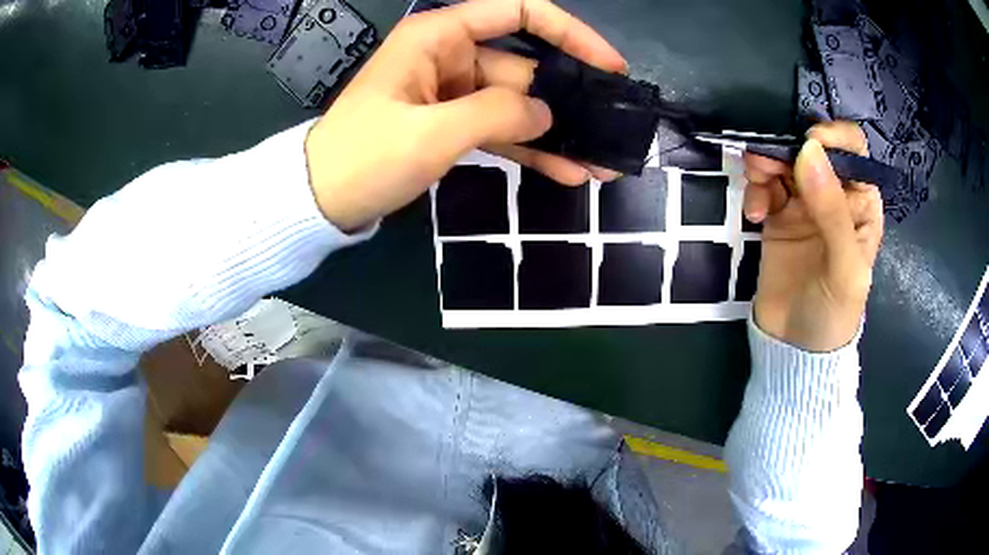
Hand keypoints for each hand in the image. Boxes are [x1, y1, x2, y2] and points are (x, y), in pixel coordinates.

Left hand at [304, 0, 626, 230]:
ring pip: (517, 105)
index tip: (608, 65)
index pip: (517, 14)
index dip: (569, 33)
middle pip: (525, 67)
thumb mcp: (429, 133)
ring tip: (599, 162)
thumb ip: (495, 114)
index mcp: (439, 37)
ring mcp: (452, 94)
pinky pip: (501, 130)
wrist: (320, 201)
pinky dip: (531, 149)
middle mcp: (450, 56)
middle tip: (613, 128)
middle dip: (569, 98)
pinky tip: (566, 170)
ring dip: (557, 132)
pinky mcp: (451, 126)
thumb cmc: (363, 158)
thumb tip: (546, 113)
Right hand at [743, 121, 883, 351]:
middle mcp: (833, 195)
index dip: (831, 137)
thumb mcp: (845, 268)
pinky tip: (754, 215)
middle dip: (787, 148)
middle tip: (765, 165)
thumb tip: (808, 150)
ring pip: (783, 162)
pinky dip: (755, 190)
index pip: (852, 150)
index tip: (807, 144)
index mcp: (860, 202)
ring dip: (765, 164)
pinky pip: (764, 187)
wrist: (795, 348)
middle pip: (810, 149)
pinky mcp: (778, 216)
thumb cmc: (834, 312)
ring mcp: (804, 204)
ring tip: (756, 187)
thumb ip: (832, 211)